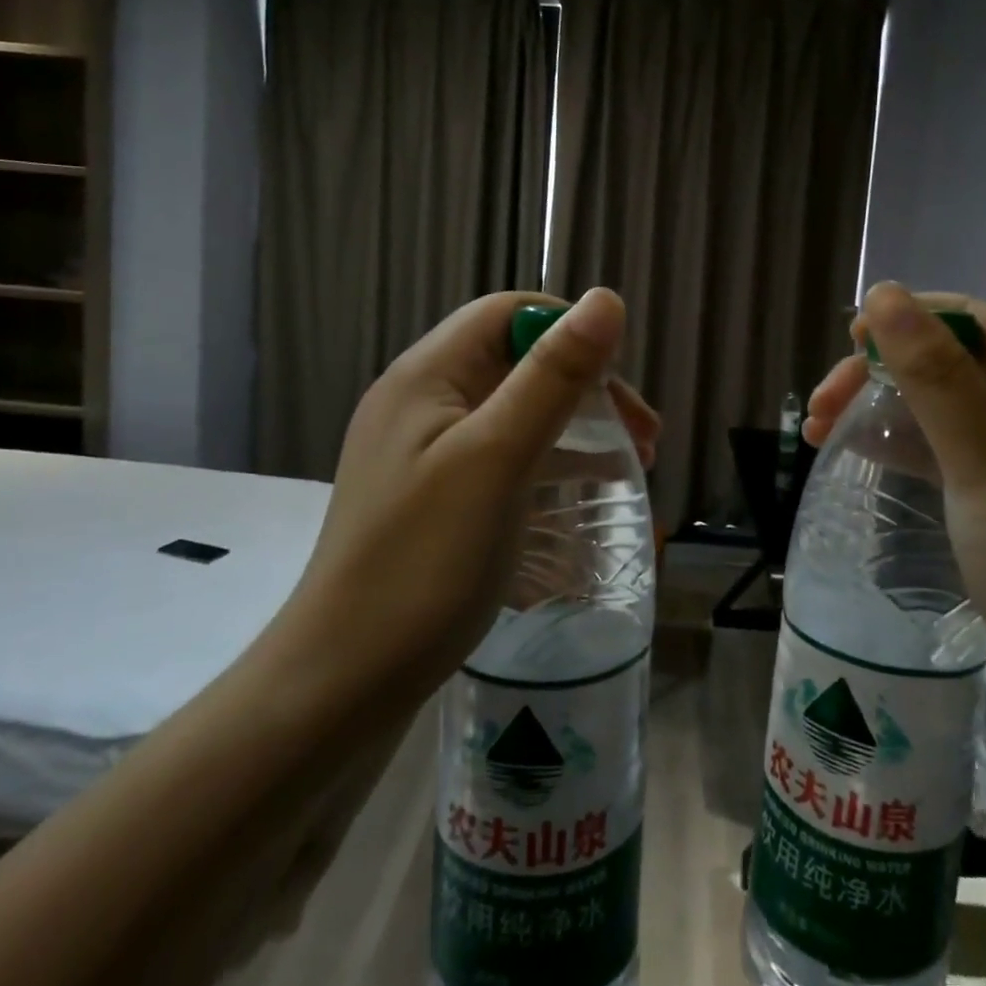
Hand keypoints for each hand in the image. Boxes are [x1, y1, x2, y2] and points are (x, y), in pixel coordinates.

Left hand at [282, 288, 657, 702]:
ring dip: (577, 424)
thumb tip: (607, 299)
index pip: (509, 314)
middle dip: (585, 386)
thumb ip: (552, 377)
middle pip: (517, 362)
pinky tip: (589, 490)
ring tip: (634, 461)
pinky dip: (552, 461)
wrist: (342, 686)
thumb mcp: (497, 458)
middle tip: (643, 434)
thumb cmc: (424, 563)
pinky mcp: (438, 495)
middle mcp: (423, 401)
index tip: (619, 382)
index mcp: (427, 375)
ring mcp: (427, 451)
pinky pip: (506, 455)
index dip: (569, 330)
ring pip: (517, 410)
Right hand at [808, 283, 985, 753]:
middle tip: (821, 407)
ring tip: (819, 430)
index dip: (908, 318)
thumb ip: (935, 376)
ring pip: (936, 406)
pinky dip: (896, 444)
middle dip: (880, 373)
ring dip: (878, 408)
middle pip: (946, 362)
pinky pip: (938, 448)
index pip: (971, 320)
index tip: (848, 342)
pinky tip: (854, 451)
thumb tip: (883, 293)